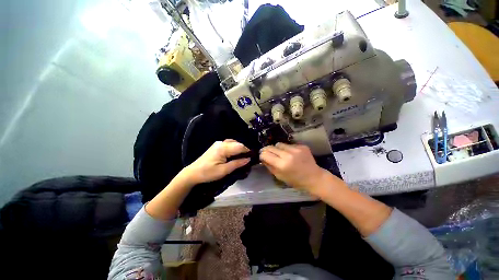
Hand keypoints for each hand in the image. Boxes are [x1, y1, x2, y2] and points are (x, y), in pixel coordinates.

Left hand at [182, 139, 250, 184]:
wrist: (193, 173)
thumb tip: (248, 159)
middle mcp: (221, 143)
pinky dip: (234, 148)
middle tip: (248, 158)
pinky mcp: (216, 146)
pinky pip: (228, 144)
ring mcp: (218, 143)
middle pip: (237, 143)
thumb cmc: (208, 173)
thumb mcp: (224, 171)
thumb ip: (237, 164)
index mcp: (223, 148)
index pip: (239, 146)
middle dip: (244, 149)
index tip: (253, 157)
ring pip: (233, 143)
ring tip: (242, 157)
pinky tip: (235, 154)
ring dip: (239, 148)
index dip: (247, 151)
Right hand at [259, 143, 340, 194]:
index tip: (262, 156)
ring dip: (277, 148)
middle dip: (267, 150)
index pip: (265, 154)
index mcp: (282, 164)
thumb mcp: (280, 176)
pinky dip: (287, 149)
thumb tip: (263, 158)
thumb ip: (269, 166)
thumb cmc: (296, 181)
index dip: (262, 155)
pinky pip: (289, 145)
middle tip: (267, 153)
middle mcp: (288, 155)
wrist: (314, 178)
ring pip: (279, 144)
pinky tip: (291, 154)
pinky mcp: (302, 146)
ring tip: (280, 154)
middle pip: (271, 147)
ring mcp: (296, 149)